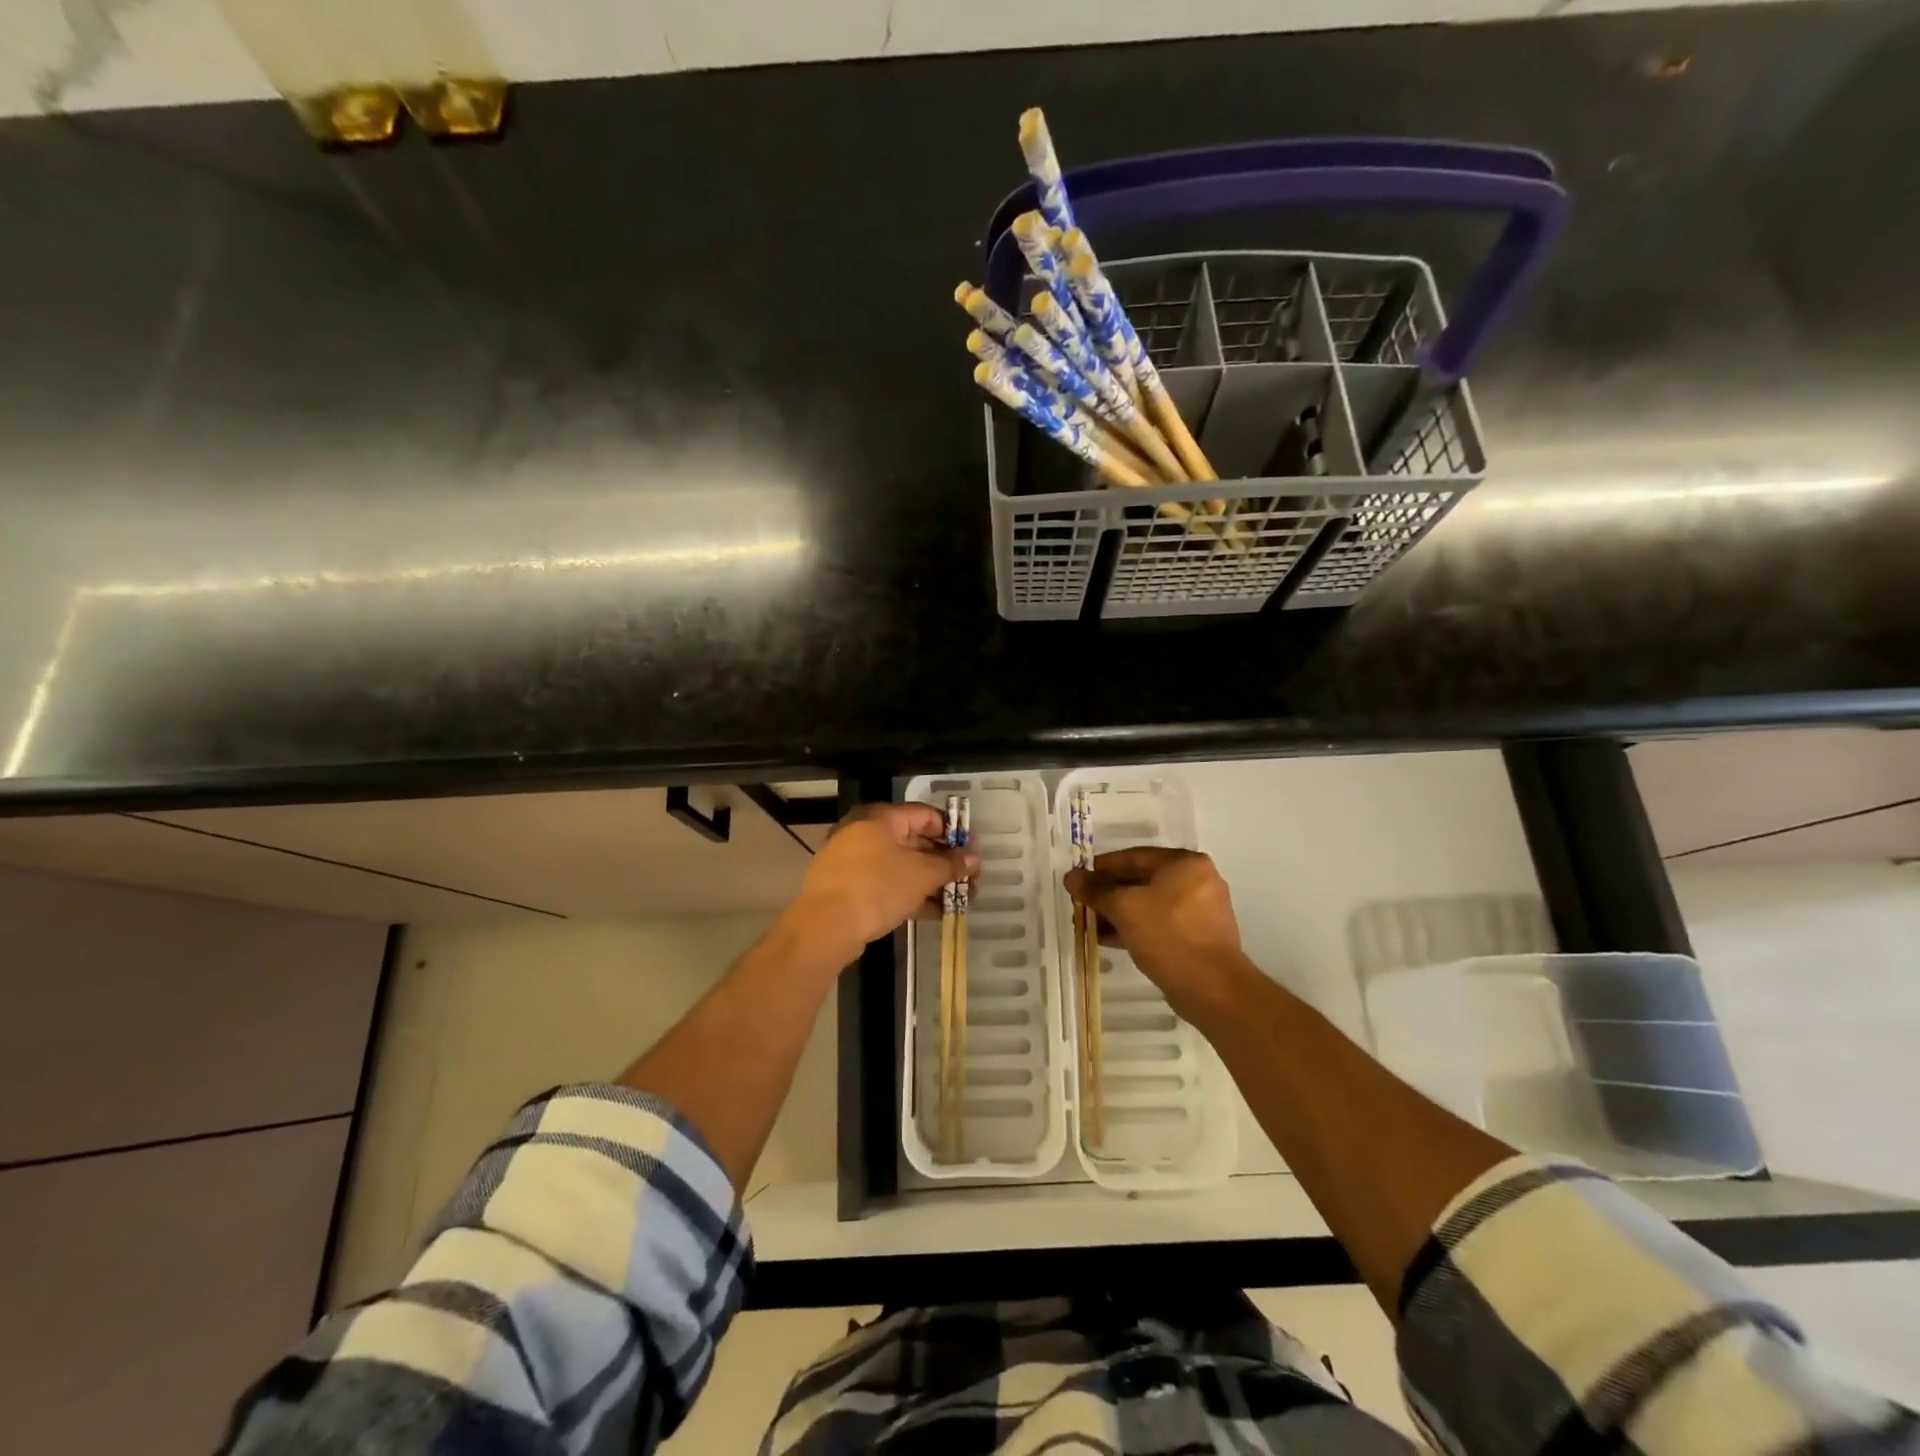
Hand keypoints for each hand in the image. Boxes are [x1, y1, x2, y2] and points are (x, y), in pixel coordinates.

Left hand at [785, 803, 977, 960]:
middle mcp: (865, 831)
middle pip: (914, 841)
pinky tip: (934, 912)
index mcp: (882, 818)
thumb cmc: (877, 888)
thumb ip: (950, 864)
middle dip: (944, 862)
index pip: (926, 815)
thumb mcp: (921, 875)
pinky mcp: (848, 886)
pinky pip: (887, 883)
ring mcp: (854, 860)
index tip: (973, 851)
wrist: (825, 926)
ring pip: (901, 865)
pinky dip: (910, 893)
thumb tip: (973, 858)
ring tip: (958, 901)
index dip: (953, 832)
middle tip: (969, 880)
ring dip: (931, 881)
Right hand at [1065, 847, 1250, 1019]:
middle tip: (1081, 903)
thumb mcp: (1125, 908)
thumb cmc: (1168, 935)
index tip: (1078, 879)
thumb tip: (1072, 877)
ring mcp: (1200, 910)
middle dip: (1108, 893)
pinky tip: (1109, 939)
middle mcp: (1197, 881)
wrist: (1212, 989)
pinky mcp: (1198, 936)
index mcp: (1185, 863)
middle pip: (1142, 880)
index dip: (1101, 867)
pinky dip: (1136, 927)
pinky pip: (1160, 924)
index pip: (1134, 856)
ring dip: (1118, 913)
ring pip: (1149, 904)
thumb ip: (1096, 890)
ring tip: (1088, 925)